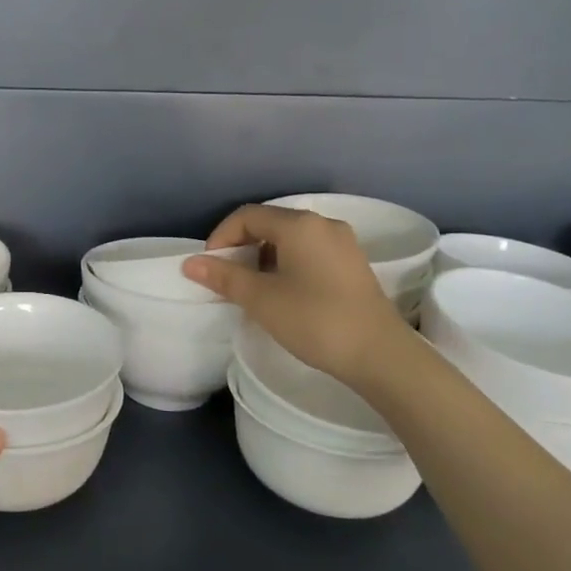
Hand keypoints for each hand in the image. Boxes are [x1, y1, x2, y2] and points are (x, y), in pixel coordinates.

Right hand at [183, 203, 409, 384]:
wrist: (380, 355)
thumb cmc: (315, 320)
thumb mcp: (261, 299)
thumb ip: (224, 277)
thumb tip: (190, 263)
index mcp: (300, 225)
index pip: (247, 216)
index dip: (221, 237)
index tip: (210, 267)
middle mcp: (323, 224)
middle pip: (270, 223)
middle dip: (242, 247)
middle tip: (227, 279)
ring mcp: (342, 243)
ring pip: (290, 239)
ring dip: (264, 257)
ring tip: (253, 289)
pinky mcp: (353, 264)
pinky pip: (310, 252)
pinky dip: (287, 264)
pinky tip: (283, 293)